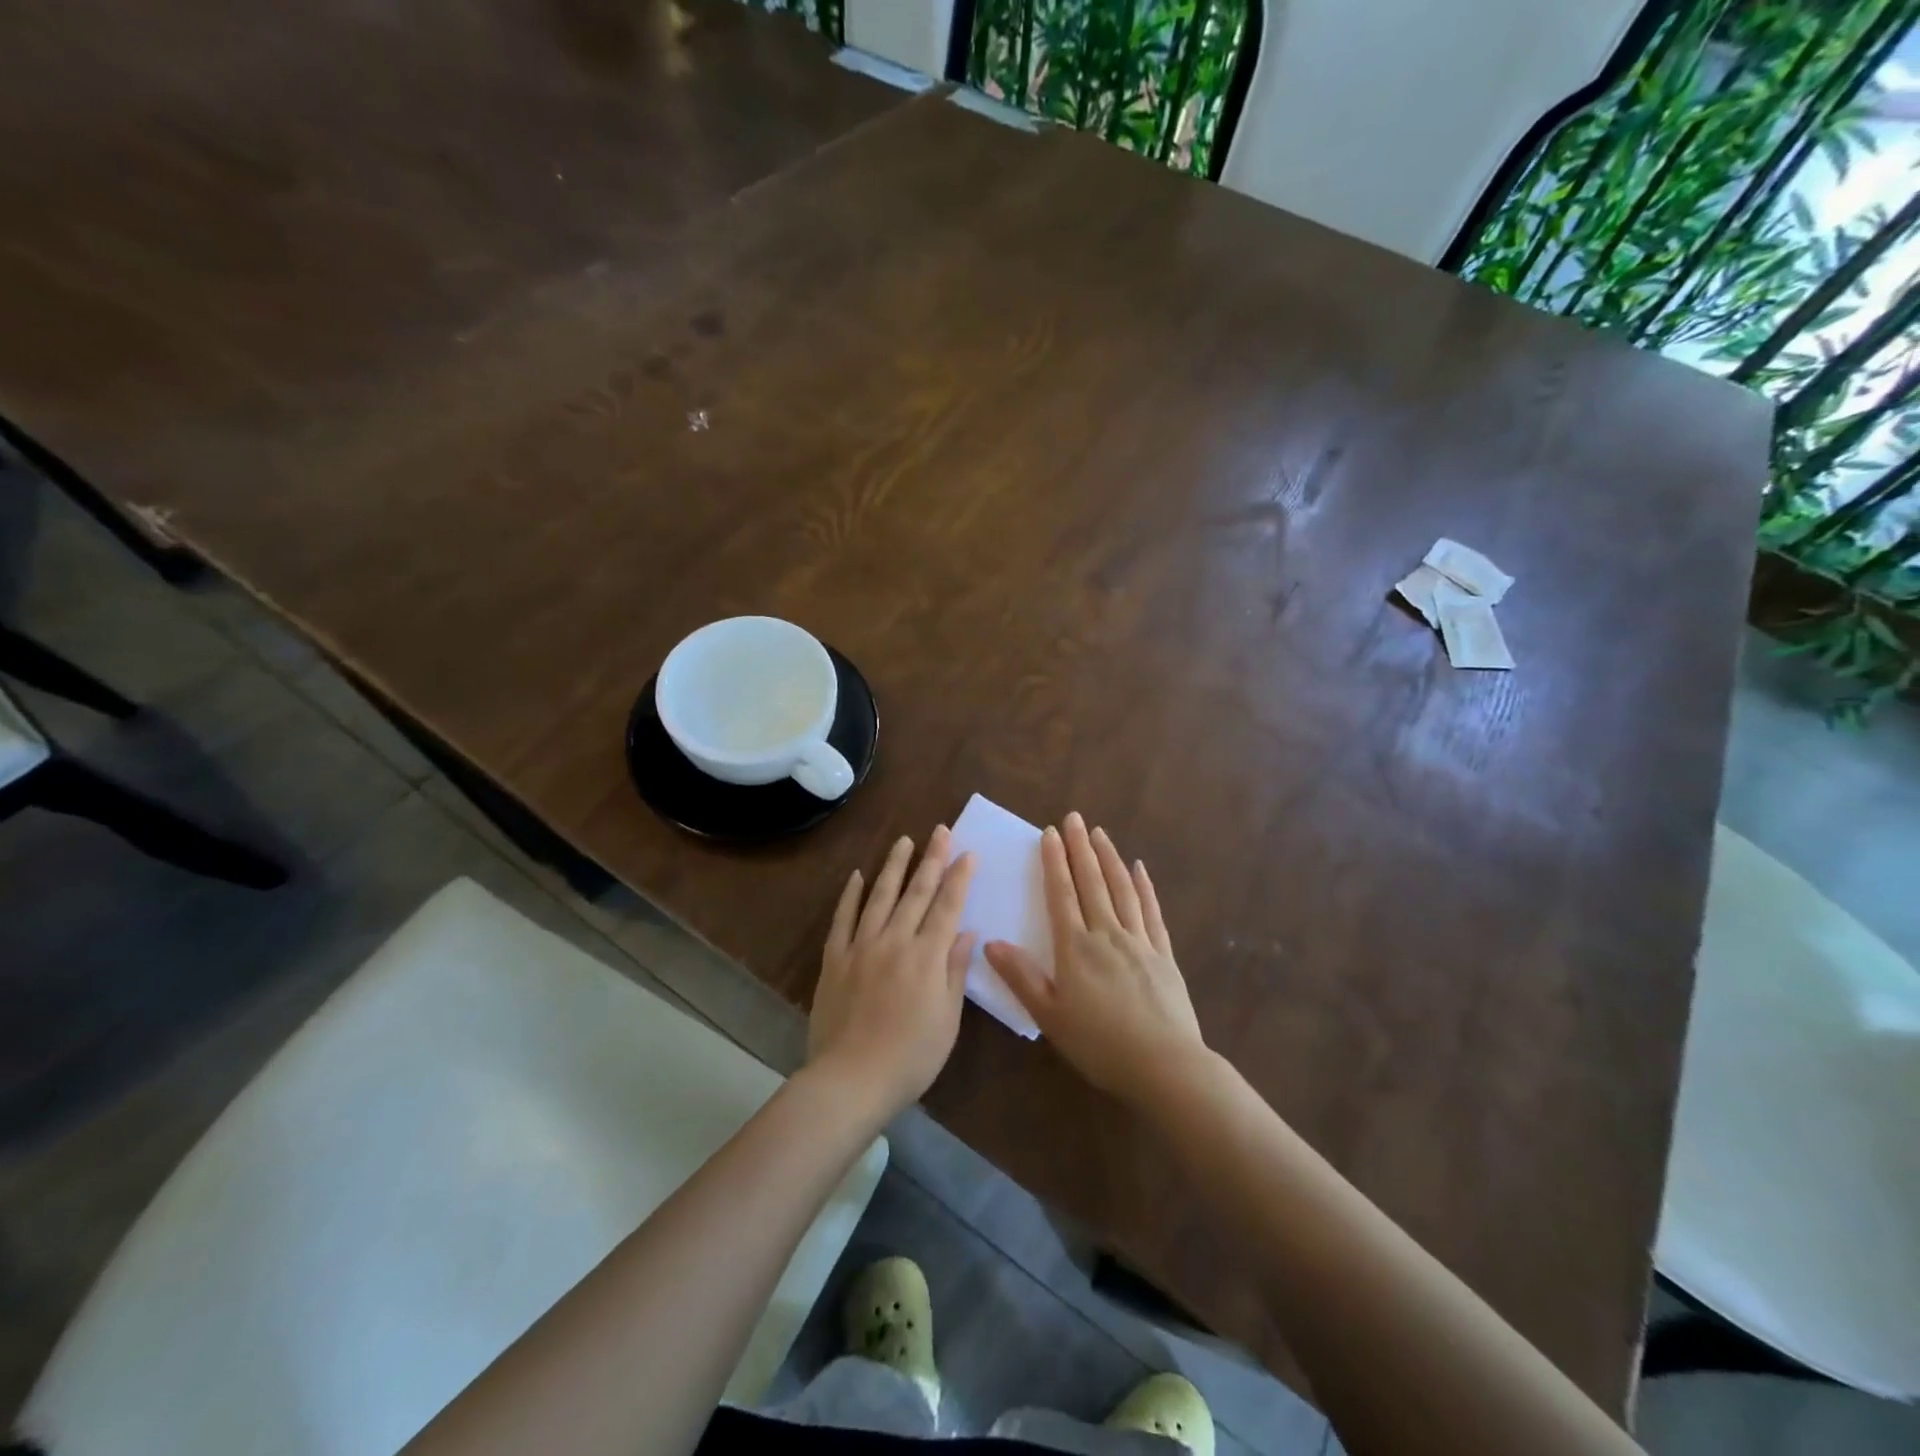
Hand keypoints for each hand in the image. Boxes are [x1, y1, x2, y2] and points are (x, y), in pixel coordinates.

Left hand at [808, 827, 975, 1120]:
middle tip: (940, 831)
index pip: (947, 907)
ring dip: (894, 866)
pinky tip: (856, 876)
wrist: (850, 1079)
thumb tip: (966, 932)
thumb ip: (955, 971)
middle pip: (916, 892)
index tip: (967, 852)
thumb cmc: (910, 1057)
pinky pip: (843, 919)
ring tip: (903, 841)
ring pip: (880, 896)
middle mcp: (895, 941)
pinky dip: (850, 895)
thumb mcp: (947, 1020)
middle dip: (931, 859)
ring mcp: (861, 947)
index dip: (959, 878)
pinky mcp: (835, 959)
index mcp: (927, 957)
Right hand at [985, 813, 1206, 1105]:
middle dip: (1081, 848)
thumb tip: (991, 943)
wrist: (1165, 1065)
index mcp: (1076, 948)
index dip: (1054, 862)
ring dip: (1110, 858)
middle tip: (1075, 817)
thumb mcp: (1050, 1016)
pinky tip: (1140, 869)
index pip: (1062, 894)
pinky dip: (1144, 887)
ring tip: (1101, 833)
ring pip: (1122, 890)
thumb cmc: (1100, 1044)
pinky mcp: (1163, 955)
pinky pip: (1152, 912)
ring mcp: (1139, 941)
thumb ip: (1021, 977)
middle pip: (1092, 882)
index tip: (1049, 833)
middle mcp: (1107, 934)